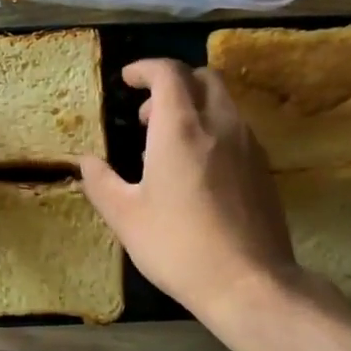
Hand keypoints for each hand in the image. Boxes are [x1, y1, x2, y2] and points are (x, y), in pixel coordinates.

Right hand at [79, 59, 304, 315]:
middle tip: (145, 115)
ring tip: (167, 143)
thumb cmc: (177, 246)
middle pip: (202, 78)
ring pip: (222, 102)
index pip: (168, 73)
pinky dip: (212, 128)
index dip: (145, 69)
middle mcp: (220, 124)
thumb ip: (101, 182)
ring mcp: (248, 145)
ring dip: (193, 106)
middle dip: (172, 83)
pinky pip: (236, 128)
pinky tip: (197, 168)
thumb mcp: (125, 217)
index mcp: (180, 129)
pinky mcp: (264, 168)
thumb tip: (86, 161)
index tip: (126, 80)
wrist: (248, 282)